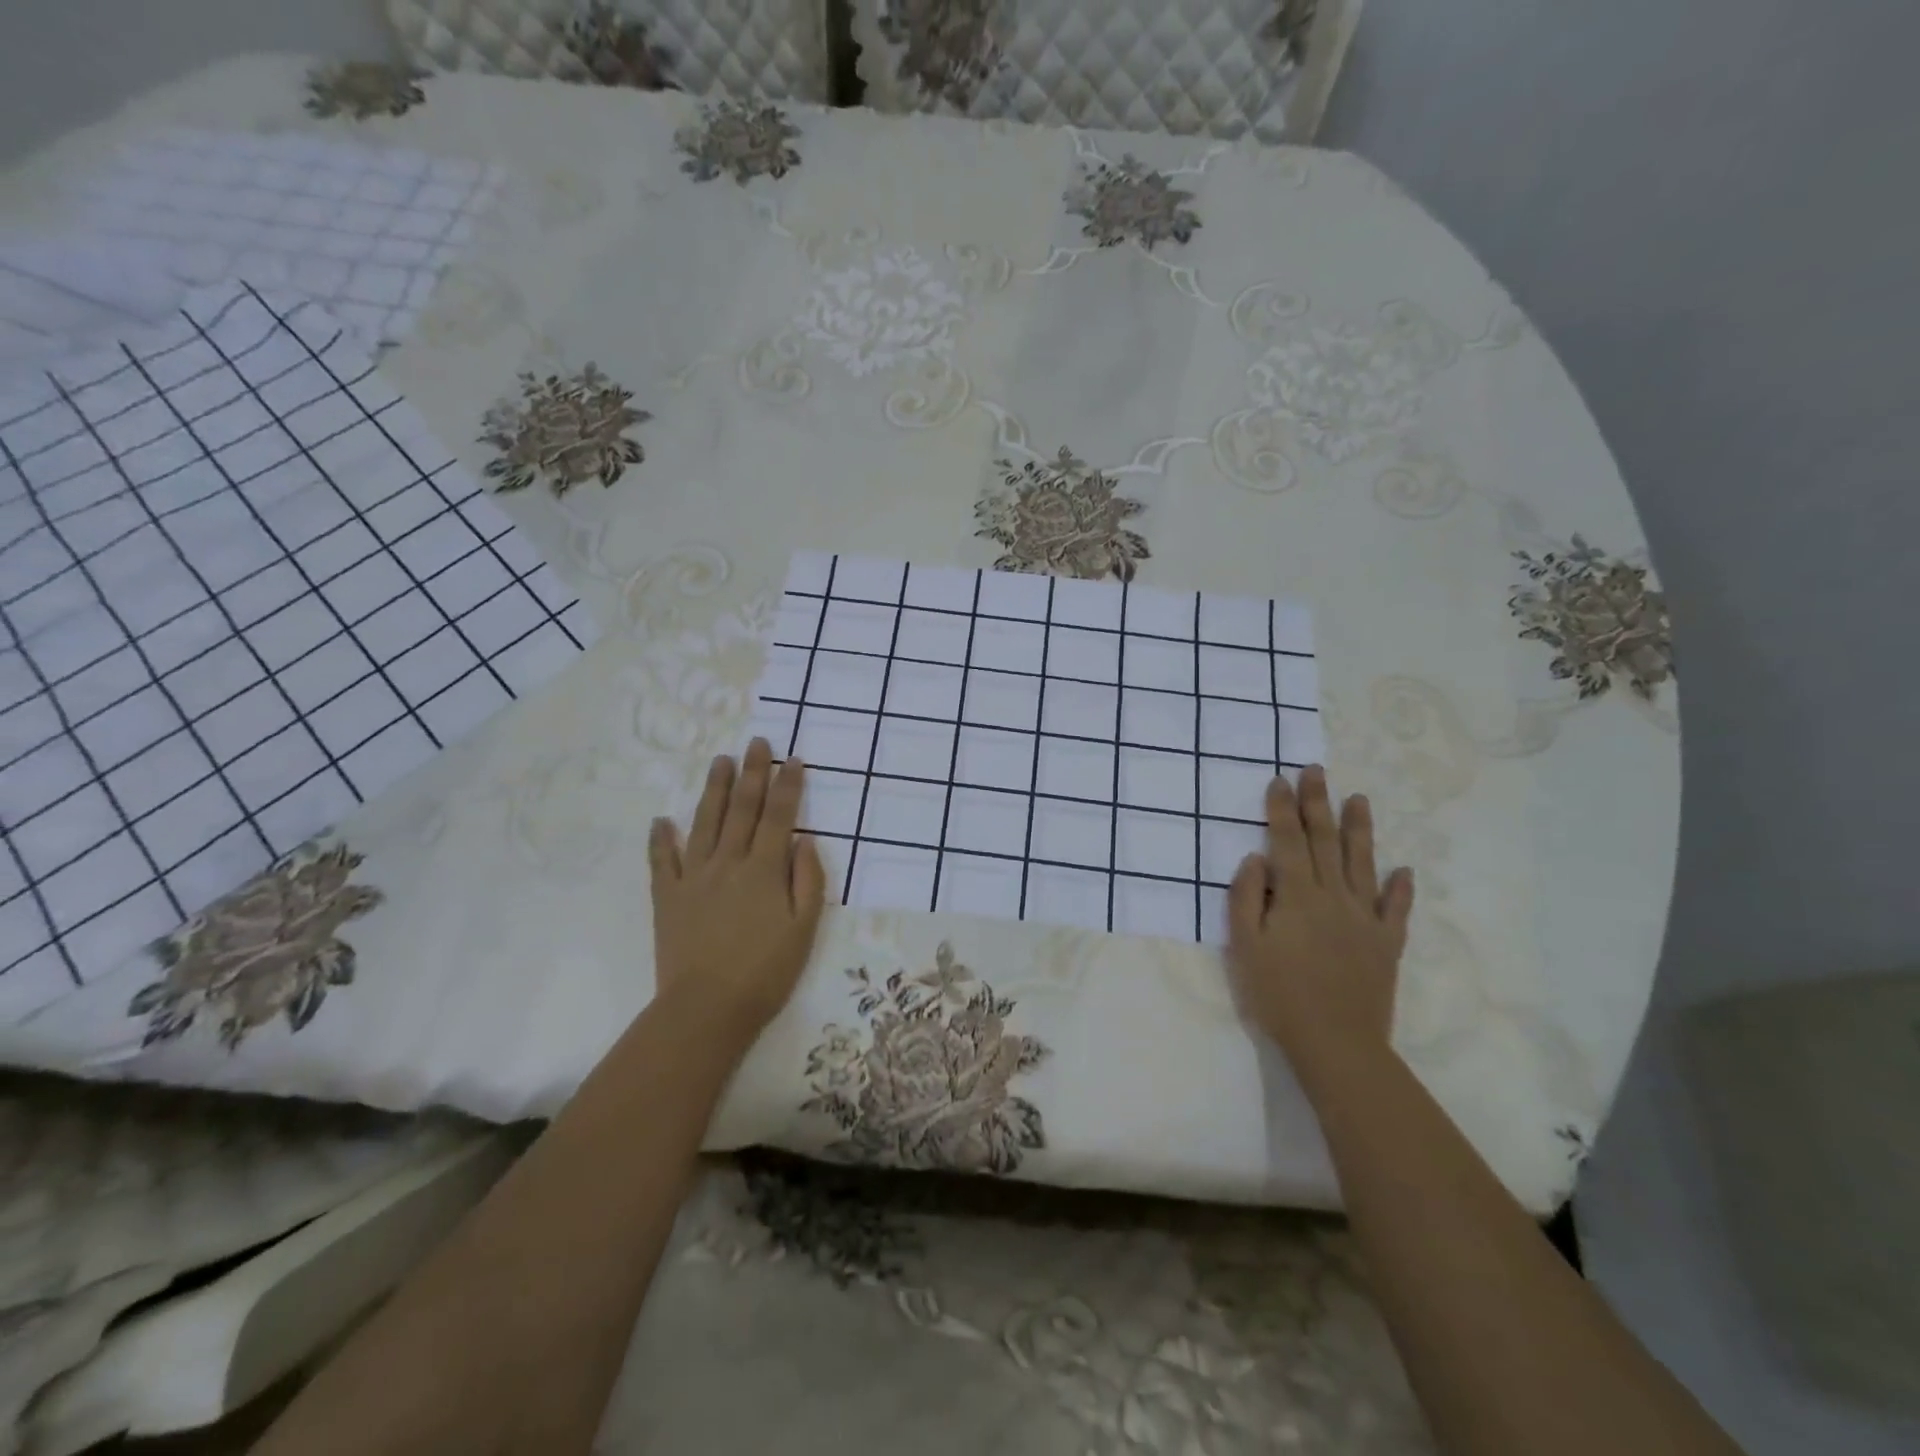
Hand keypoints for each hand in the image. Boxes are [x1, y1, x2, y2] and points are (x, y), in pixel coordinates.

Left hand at [648, 740, 825, 1037]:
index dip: (788, 785)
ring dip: (714, 790)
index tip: (793, 758)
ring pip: (705, 823)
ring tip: (720, 761)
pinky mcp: (667, 897)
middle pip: (742, 809)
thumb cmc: (766, 972)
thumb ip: (808, 880)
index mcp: (764, 870)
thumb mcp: (804, 929)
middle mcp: (728, 862)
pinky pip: (662, 861)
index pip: (779, 816)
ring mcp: (693, 877)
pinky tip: (661, 820)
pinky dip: (661, 839)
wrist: (707, 1009)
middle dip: (752, 773)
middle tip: (756, 742)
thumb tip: (803, 839)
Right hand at [1227, 765, 1413, 1078]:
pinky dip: (1400, 888)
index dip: (1282, 809)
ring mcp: (1365, 918)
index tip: (1280, 780)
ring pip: (1362, 863)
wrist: (1336, 1043)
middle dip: (1318, 803)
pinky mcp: (1387, 943)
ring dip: (1359, 829)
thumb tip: (1255, 858)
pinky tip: (1404, 870)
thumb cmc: (1279, 994)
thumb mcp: (1245, 946)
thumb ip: (1245, 898)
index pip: (1286, 841)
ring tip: (1359, 799)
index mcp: (1297, 895)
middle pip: (1324, 841)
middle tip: (1317, 771)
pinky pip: (1396, 909)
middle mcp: (1333, 896)